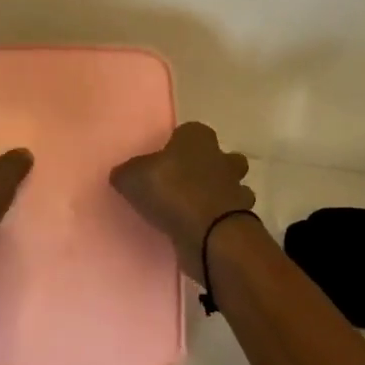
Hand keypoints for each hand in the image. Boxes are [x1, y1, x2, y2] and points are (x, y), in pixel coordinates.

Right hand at [110, 122, 254, 282]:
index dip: (179, 144)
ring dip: (218, 196)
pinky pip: (231, 215)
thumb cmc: (171, 191)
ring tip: (193, 211)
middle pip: (221, 157)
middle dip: (210, 167)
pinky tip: (201, 230)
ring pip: (231, 186)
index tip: (166, 160)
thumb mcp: (132, 177)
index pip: (191, 132)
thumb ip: (127, 173)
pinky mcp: (242, 218)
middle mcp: (222, 158)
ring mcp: (236, 189)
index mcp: (198, 138)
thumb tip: (122, 175)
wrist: (209, 233)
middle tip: (184, 184)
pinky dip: (219, 221)